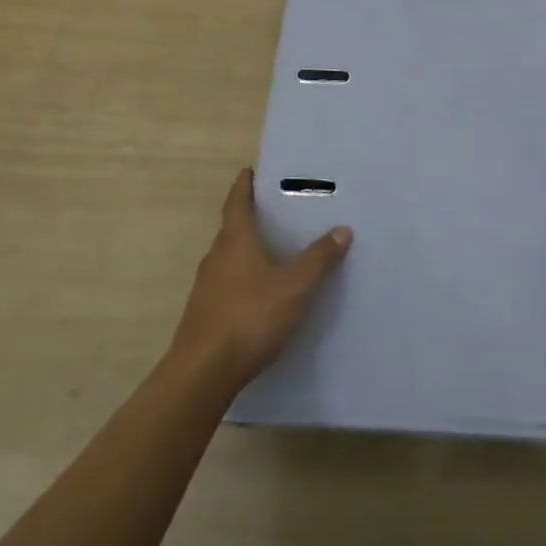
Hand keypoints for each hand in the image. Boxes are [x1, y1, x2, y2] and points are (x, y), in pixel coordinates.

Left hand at [171, 168, 351, 386]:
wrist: (202, 373)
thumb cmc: (250, 316)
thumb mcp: (295, 286)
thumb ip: (319, 258)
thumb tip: (342, 230)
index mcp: (235, 240)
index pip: (237, 202)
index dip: (244, 185)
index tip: (250, 171)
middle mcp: (216, 257)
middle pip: (231, 230)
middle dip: (250, 219)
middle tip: (274, 212)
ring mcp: (206, 288)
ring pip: (228, 259)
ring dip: (246, 252)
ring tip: (272, 253)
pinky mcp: (203, 316)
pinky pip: (226, 286)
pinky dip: (242, 280)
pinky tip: (259, 296)